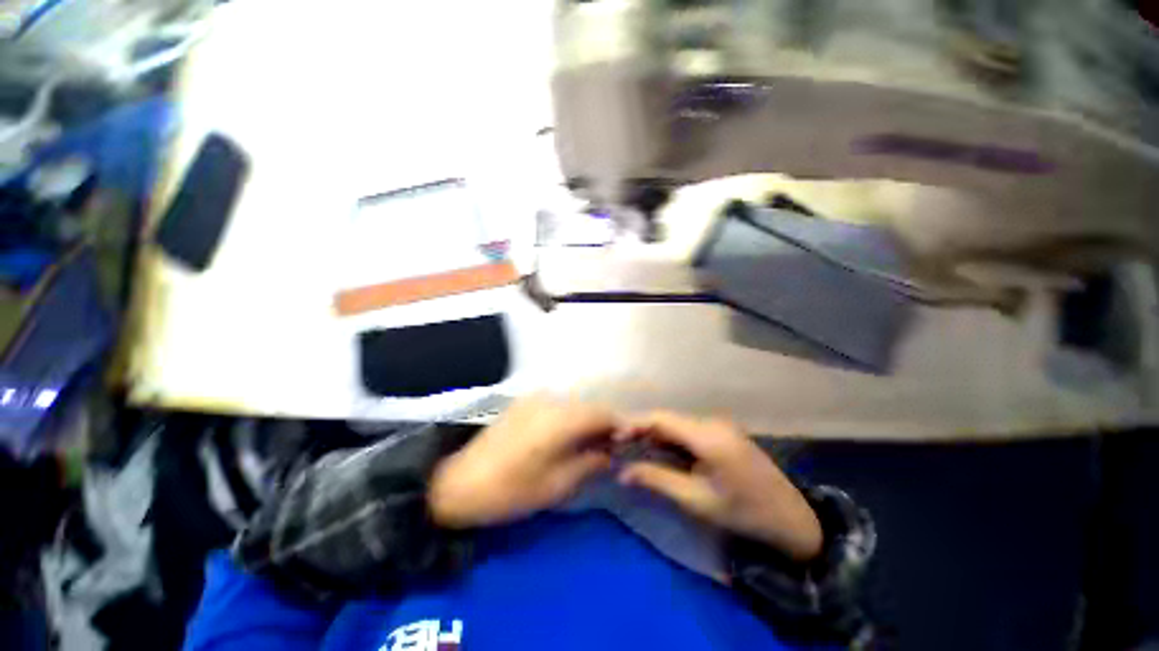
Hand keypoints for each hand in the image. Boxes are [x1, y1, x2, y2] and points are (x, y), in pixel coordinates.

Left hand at [429, 397, 615, 528]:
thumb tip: (610, 454)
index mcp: (561, 419)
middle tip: (610, 449)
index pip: (603, 414)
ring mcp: (535, 398)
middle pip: (589, 407)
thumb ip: (589, 464)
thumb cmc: (510, 490)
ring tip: (589, 445)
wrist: (457, 482)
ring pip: (573, 406)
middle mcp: (551, 400)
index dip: (620, 426)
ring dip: (585, 422)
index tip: (627, 444)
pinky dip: (568, 419)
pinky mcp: (523, 403)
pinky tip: (565, 438)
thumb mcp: (556, 485)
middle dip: (603, 426)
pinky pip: (557, 406)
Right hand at [618, 412, 822, 561]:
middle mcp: (712, 422)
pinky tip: (656, 448)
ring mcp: (718, 425)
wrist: (791, 518)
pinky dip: (668, 437)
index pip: (661, 418)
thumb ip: (657, 480)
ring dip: (653, 432)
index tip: (613, 436)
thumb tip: (622, 472)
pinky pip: (687, 429)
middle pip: (667, 417)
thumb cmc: (743, 513)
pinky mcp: (721, 432)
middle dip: (640, 428)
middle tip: (617, 443)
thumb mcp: (696, 500)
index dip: (634, 423)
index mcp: (708, 436)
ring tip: (630, 445)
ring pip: (675, 422)